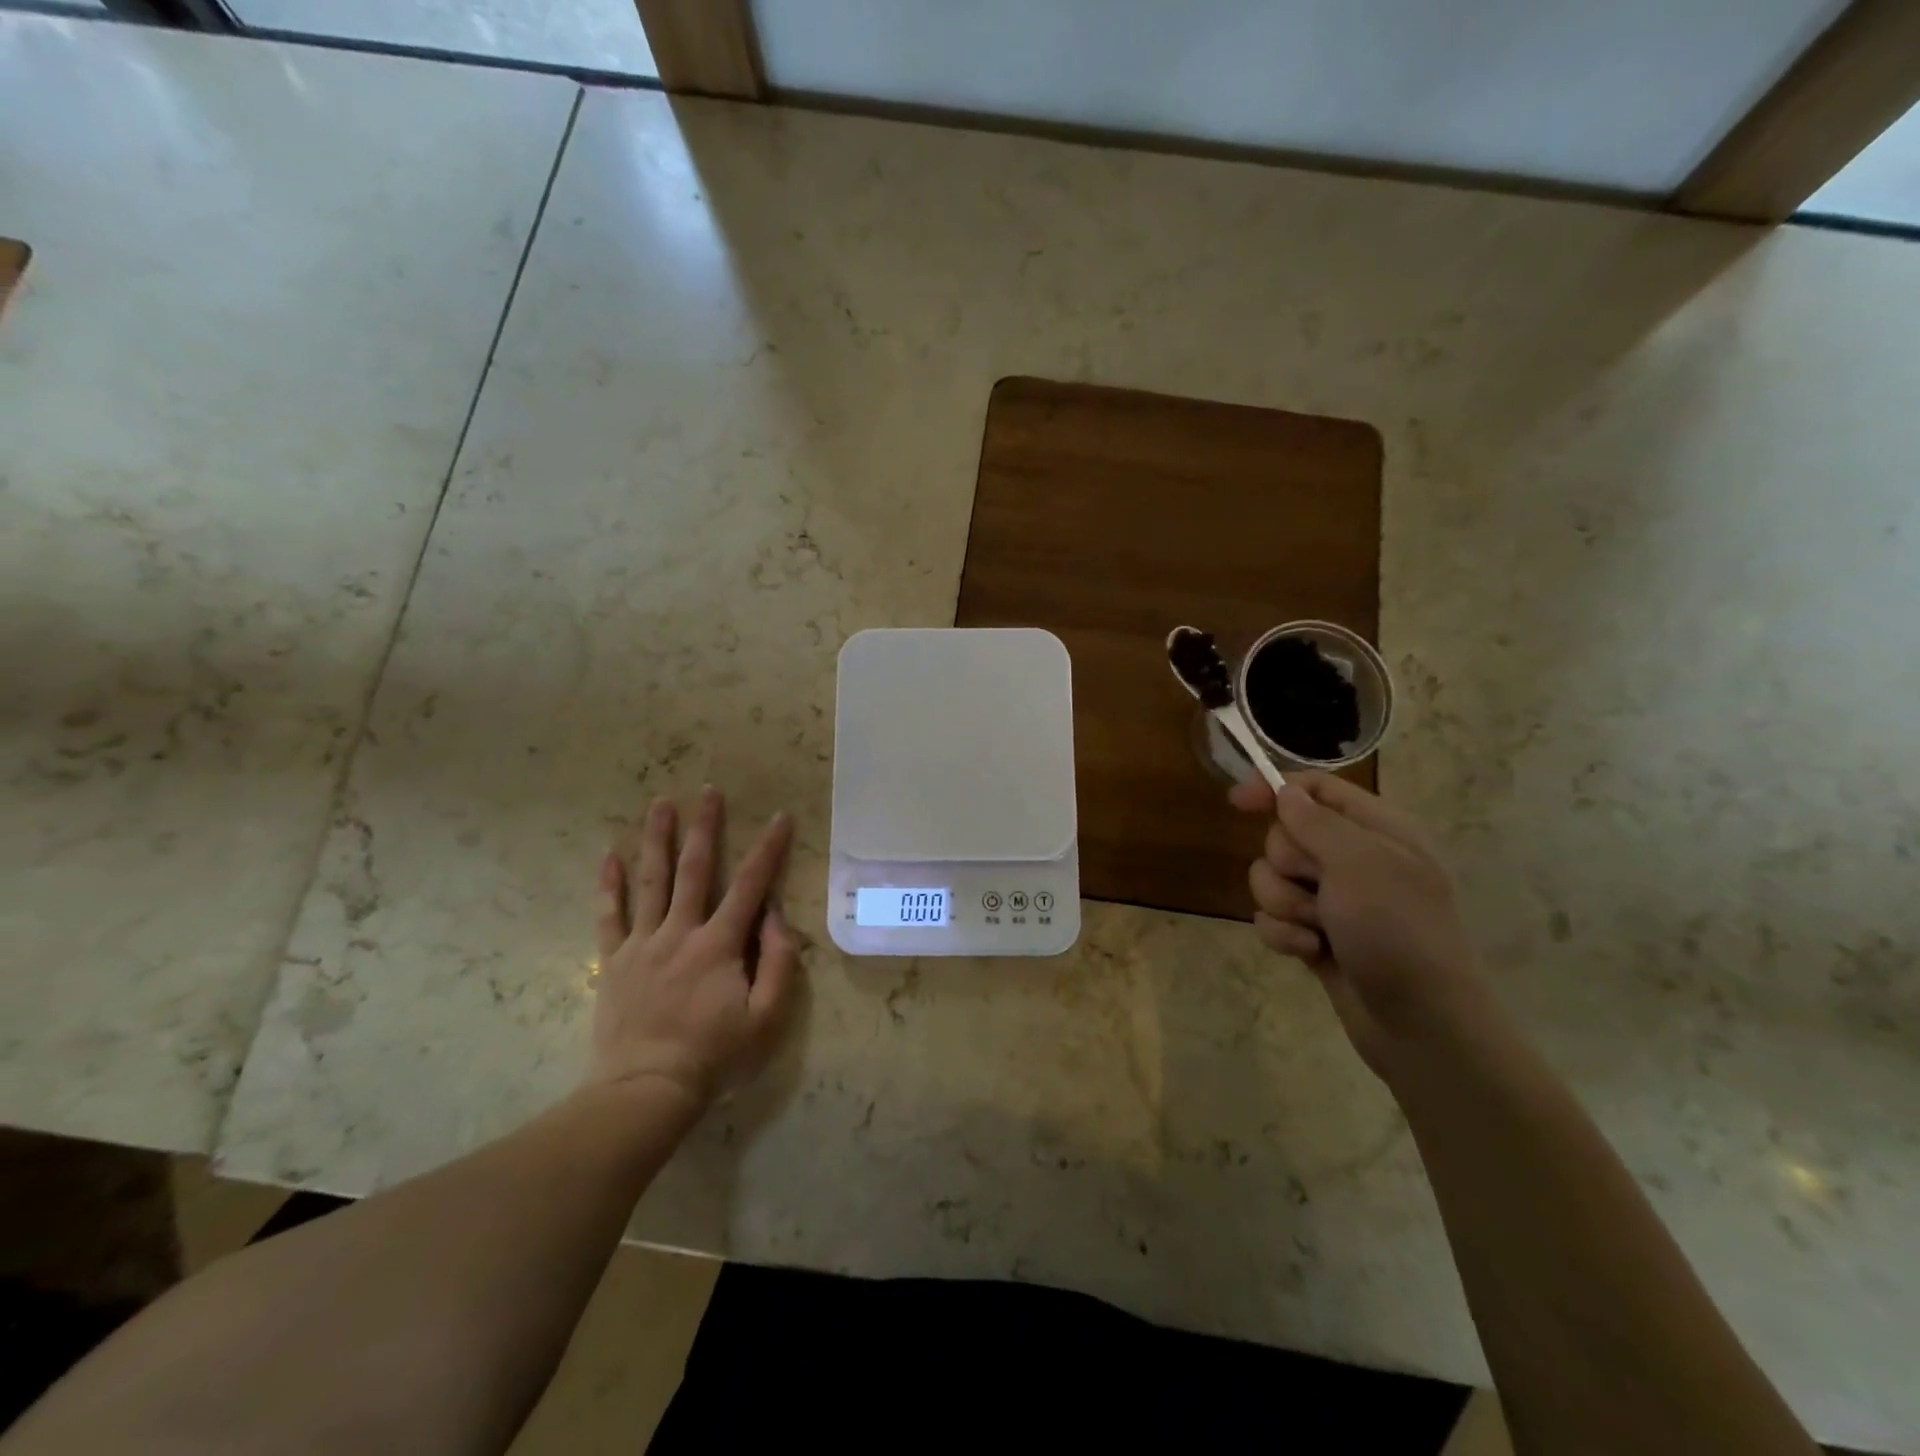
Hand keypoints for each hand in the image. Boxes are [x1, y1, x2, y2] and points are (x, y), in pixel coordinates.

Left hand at [591, 787, 800, 1108]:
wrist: (645, 1090)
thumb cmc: (714, 1055)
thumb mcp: (766, 1017)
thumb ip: (778, 962)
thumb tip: (774, 917)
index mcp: (719, 944)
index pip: (750, 885)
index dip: (768, 849)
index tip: (780, 817)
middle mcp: (680, 932)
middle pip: (694, 869)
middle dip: (705, 827)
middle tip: (709, 791)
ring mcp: (642, 944)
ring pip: (650, 881)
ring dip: (657, 839)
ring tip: (660, 803)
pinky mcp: (613, 961)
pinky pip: (609, 916)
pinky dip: (609, 885)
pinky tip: (609, 855)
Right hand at [1230, 772, 1491, 1074]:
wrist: (1422, 1024)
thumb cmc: (1398, 932)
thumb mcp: (1360, 864)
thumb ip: (1316, 822)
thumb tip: (1286, 792)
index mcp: (1377, 830)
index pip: (1317, 788)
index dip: (1276, 788)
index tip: (1237, 802)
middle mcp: (1354, 859)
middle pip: (1285, 835)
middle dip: (1287, 865)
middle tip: (1319, 890)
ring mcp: (1334, 900)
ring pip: (1271, 879)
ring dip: (1284, 904)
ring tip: (1316, 930)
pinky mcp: (1315, 935)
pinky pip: (1273, 918)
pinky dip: (1284, 934)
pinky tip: (1309, 953)